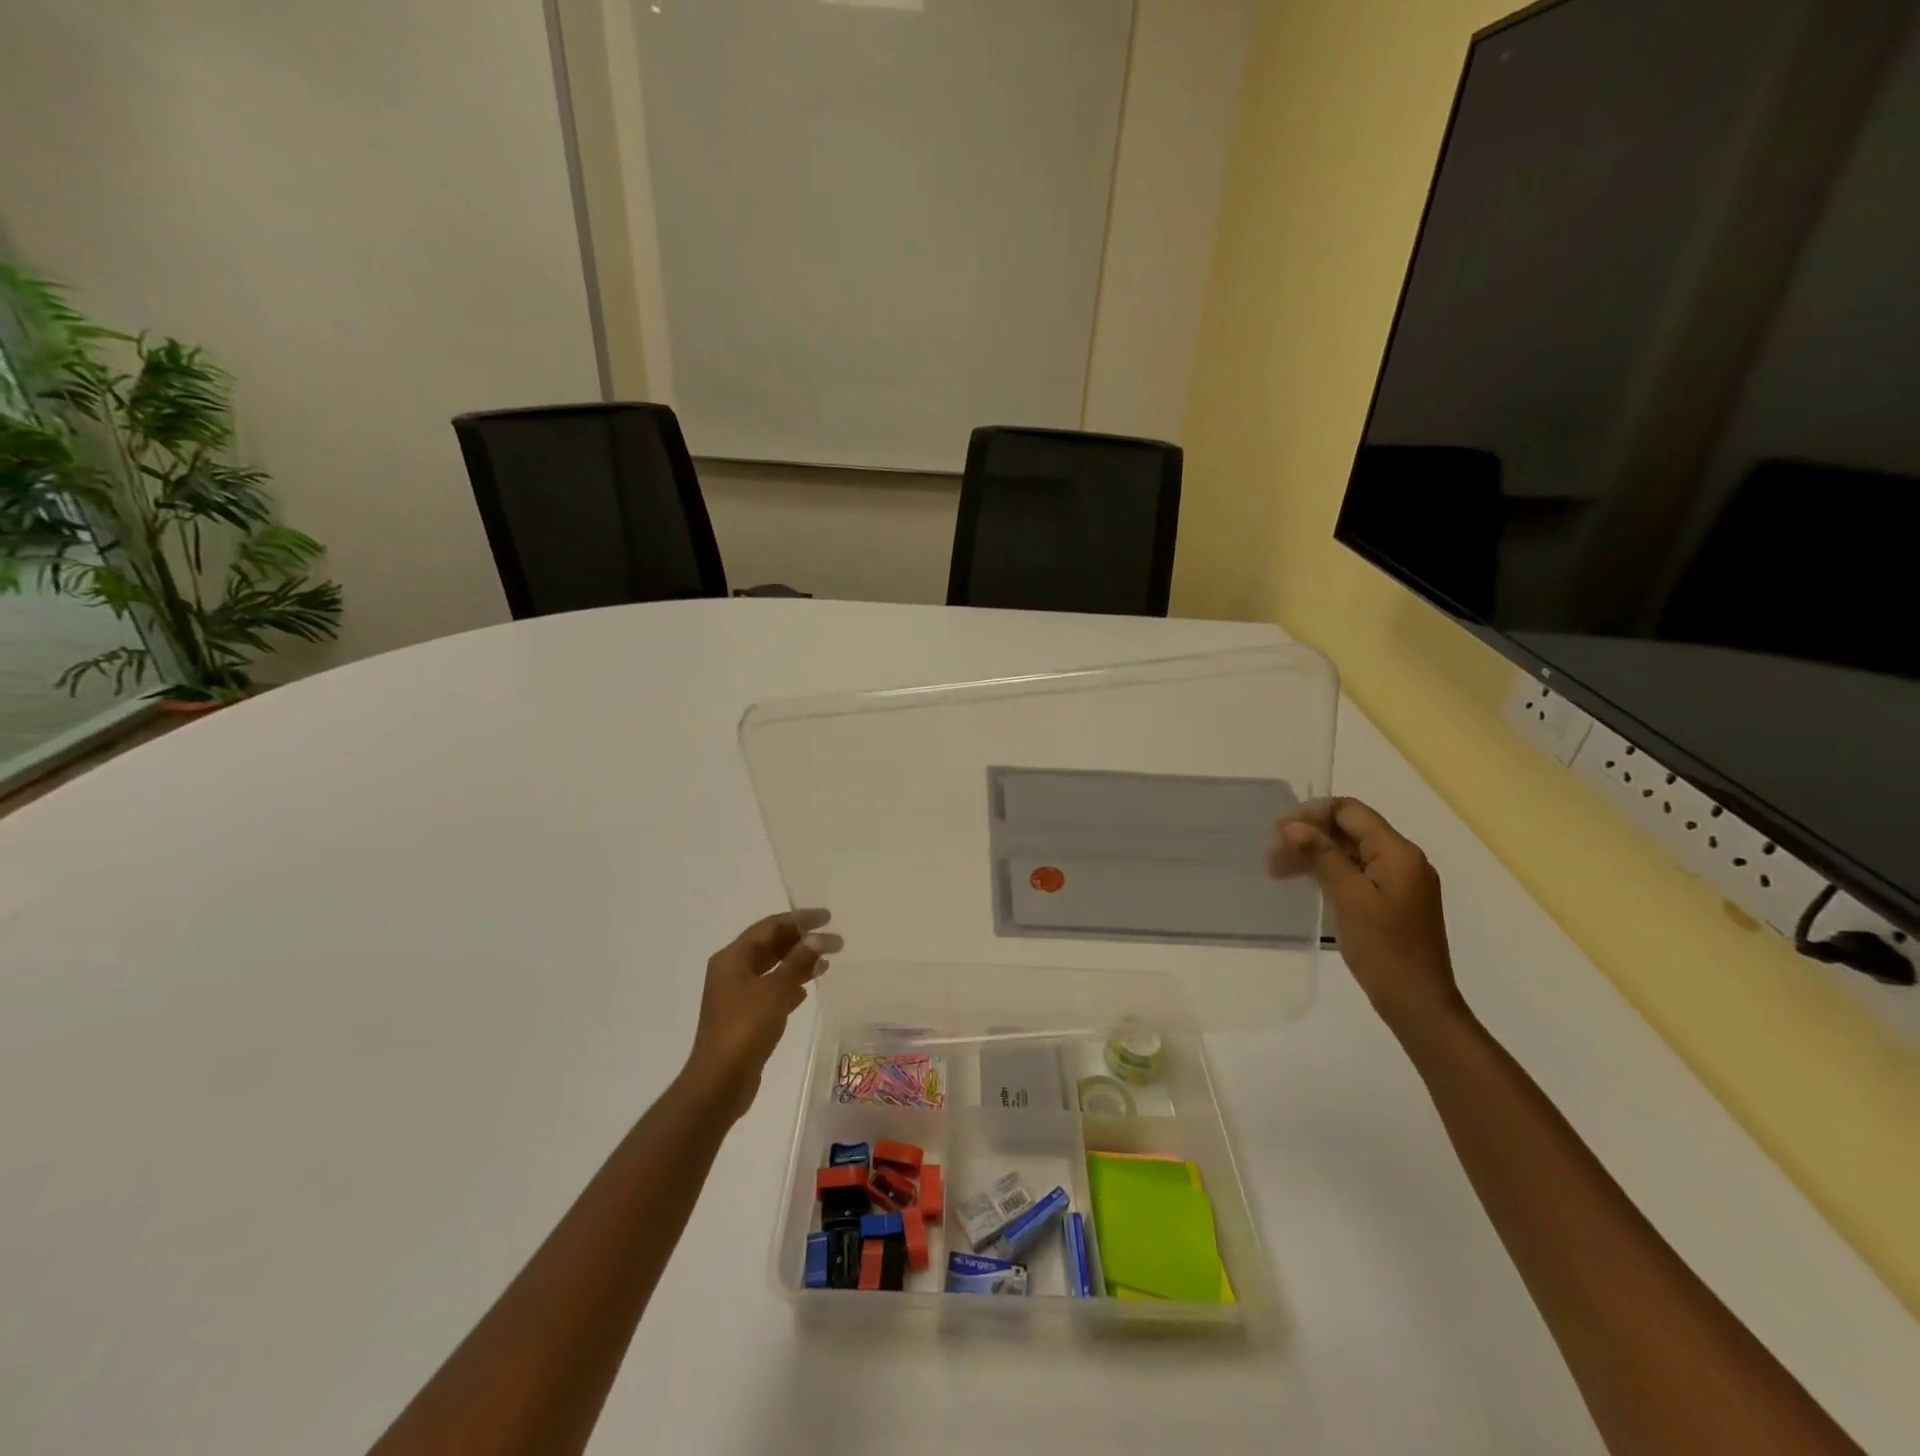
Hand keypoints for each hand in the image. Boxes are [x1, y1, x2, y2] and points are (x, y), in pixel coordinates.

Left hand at [684, 910, 841, 1118]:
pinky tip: (807, 990)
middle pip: (770, 945)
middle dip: (800, 940)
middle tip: (833, 938)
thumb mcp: (775, 990)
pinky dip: (789, 986)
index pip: (769, 927)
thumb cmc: (745, 1029)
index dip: (799, 919)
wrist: (720, 1082)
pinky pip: (771, 991)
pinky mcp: (745, 1017)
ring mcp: (737, 995)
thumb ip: (798, 961)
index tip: (828, 917)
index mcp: (732, 958)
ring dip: (797, 962)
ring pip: (772, 969)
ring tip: (827, 961)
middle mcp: (732, 971)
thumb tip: (819, 937)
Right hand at [1268, 799, 1467, 1039]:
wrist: (1418, 1004)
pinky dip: (1328, 872)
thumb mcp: (1349, 898)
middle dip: (1309, 835)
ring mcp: (1399, 881)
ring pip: (1350, 852)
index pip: (1351, 812)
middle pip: (1350, 830)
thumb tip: (1293, 825)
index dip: (1312, 814)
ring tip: (1278, 870)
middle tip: (1271, 855)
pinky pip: (1357, 873)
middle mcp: (1403, 860)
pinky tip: (1304, 883)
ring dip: (1314, 854)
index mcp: (1398, 853)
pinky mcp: (1392, 901)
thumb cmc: (1384, 950)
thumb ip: (1322, 856)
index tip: (1278, 832)